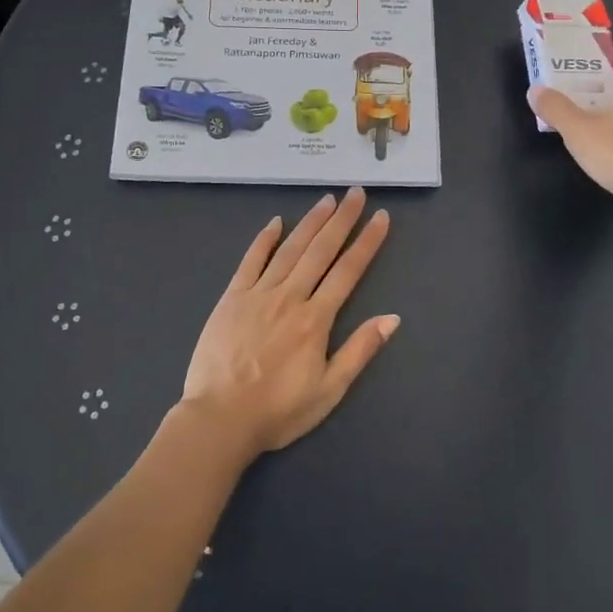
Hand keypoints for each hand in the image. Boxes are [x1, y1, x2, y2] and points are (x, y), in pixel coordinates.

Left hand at [178, 189, 398, 457]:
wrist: (219, 419)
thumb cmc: (278, 410)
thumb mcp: (329, 390)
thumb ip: (360, 350)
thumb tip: (393, 317)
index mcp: (316, 319)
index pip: (348, 271)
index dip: (367, 242)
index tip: (380, 217)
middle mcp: (290, 297)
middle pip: (321, 250)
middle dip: (342, 220)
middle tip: (356, 192)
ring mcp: (258, 294)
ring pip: (289, 249)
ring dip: (310, 222)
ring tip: (327, 199)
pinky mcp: (231, 298)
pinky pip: (250, 261)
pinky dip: (264, 240)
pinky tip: (275, 222)